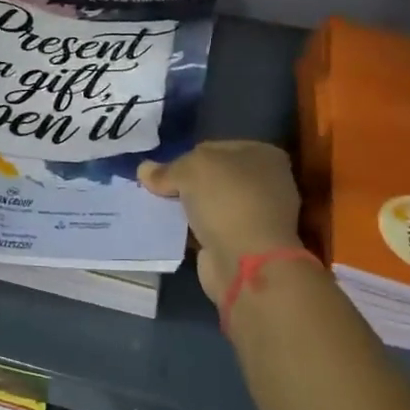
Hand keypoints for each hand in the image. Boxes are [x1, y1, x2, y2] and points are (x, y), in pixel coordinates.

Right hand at [139, 142, 309, 299]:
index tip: (162, 171)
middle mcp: (265, 182)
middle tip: (156, 190)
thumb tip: (144, 170)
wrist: (247, 262)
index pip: (212, 148)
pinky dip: (191, 230)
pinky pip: (209, 228)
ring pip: (210, 203)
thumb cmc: (227, 201)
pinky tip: (170, 230)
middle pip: (212, 176)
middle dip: (184, 183)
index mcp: (263, 155)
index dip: (184, 156)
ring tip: (157, 209)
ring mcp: (256, 214)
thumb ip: (166, 169)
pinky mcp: (244, 242)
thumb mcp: (190, 170)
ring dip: (187, 207)